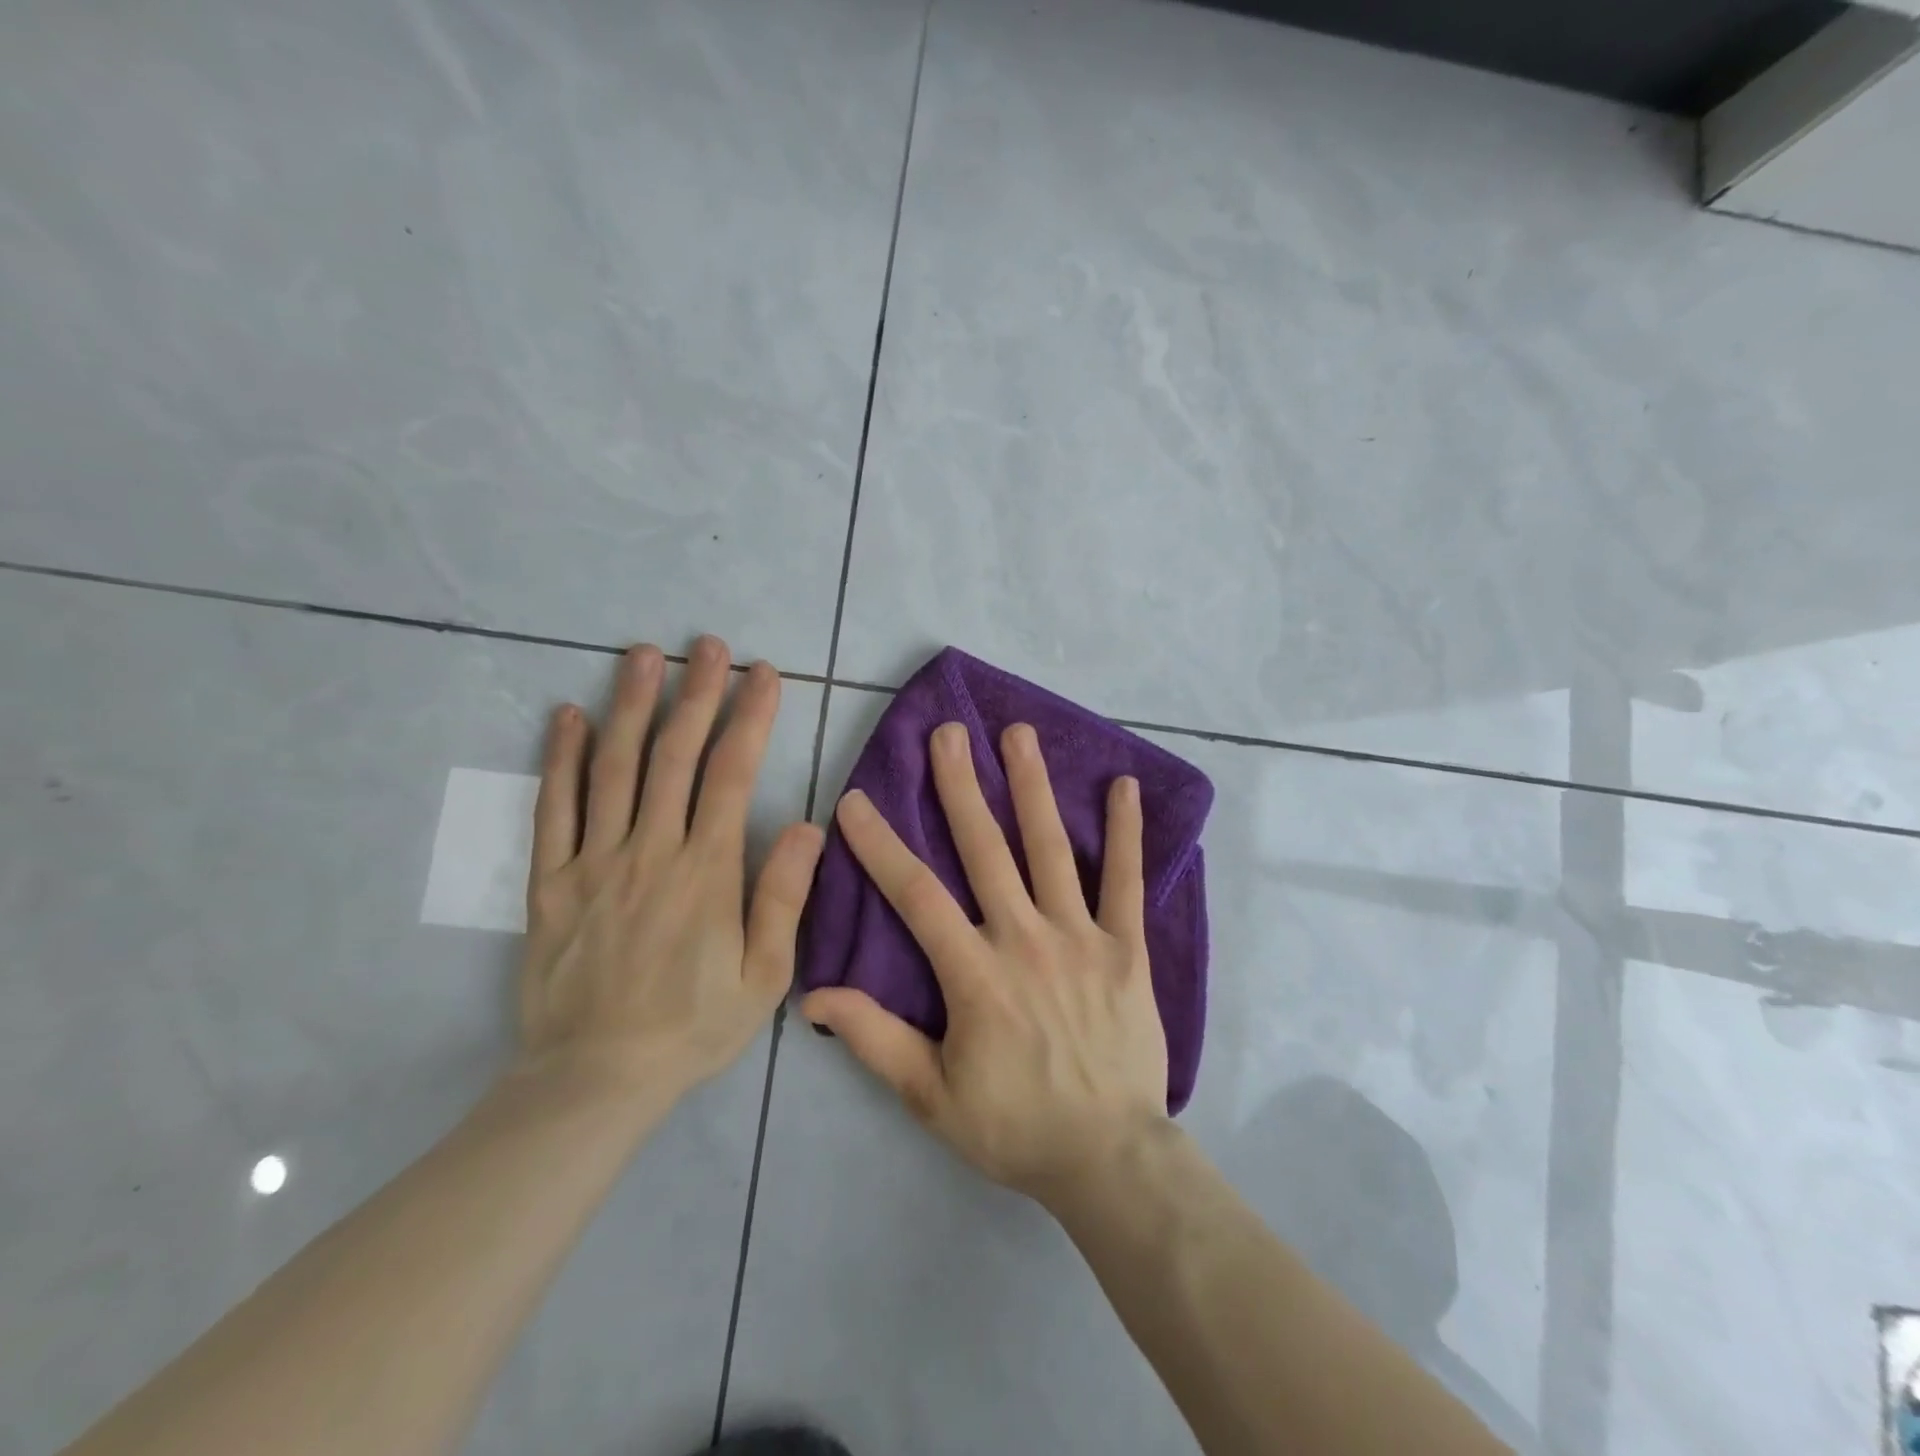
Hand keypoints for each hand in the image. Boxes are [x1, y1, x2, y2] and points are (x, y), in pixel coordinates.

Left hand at [517, 636, 823, 1104]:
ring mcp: (594, 862)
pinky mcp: (550, 882)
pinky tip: (569, 716)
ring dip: (631, 705)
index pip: (731, 775)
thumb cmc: (692, 1027)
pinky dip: (562, 759)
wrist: (595, 1079)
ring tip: (643, 654)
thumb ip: (783, 897)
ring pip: (613, 768)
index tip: (764, 675)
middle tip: (707, 645)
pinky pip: (554, 809)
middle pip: (673, 755)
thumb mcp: (764, 977)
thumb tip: (806, 825)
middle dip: (696, 694)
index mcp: (706, 872)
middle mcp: (650, 852)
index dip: (749, 718)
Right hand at [801, 720, 1169, 1206]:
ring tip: (1019, 734)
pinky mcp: (1127, 947)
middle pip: (985, 849)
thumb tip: (814, 995)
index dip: (881, 845)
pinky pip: (1126, 882)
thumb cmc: (1014, 1126)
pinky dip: (1126, 834)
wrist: (1109, 1157)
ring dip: (1032, 787)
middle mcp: (1025, 938)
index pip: (916, 895)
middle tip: (948, 732)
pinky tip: (1124, 787)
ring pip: (1051, 849)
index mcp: (975, 973)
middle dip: (960, 786)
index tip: (855, 801)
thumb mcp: (930, 1096)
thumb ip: (874, 1039)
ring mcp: (1081, 937)